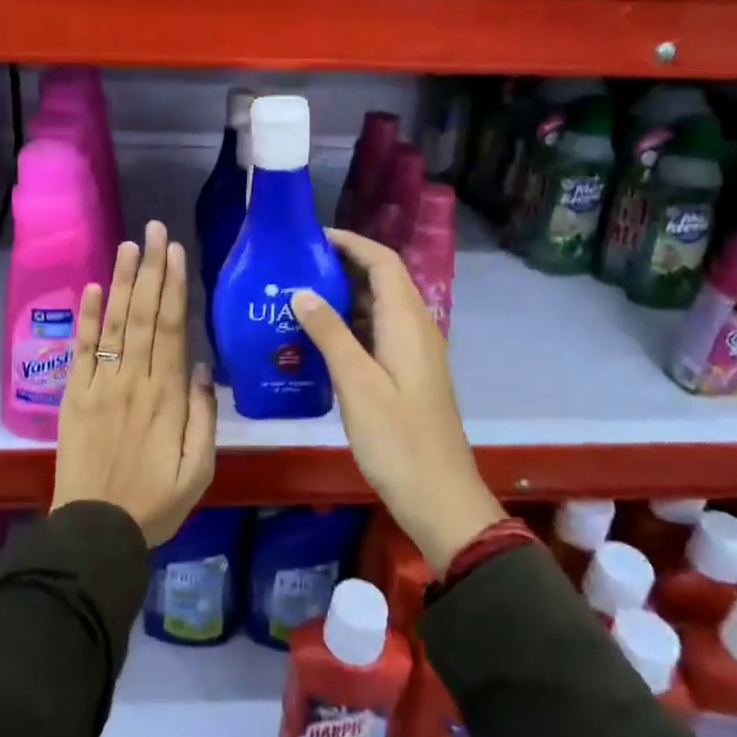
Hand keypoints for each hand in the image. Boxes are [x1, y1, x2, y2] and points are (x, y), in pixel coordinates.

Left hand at [51, 221, 217, 546]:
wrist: (95, 531)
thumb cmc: (155, 502)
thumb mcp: (199, 470)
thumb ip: (204, 416)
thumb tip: (202, 366)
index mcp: (167, 398)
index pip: (172, 329)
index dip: (173, 287)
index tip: (175, 252)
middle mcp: (134, 381)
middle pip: (143, 316)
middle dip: (150, 270)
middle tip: (153, 230)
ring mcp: (100, 386)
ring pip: (114, 324)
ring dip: (122, 282)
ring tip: (128, 245)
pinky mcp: (74, 396)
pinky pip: (82, 350)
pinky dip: (87, 318)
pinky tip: (94, 287)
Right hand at [291, 228, 502, 574]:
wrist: (440, 498)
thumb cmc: (398, 439)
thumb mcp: (357, 383)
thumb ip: (330, 333)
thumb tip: (301, 290)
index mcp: (408, 323)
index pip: (383, 262)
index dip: (351, 243)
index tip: (312, 237)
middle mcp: (416, 329)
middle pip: (382, 280)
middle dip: (342, 266)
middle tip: (296, 266)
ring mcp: (414, 353)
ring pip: (379, 308)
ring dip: (344, 296)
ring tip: (299, 295)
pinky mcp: (408, 375)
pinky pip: (378, 333)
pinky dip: (350, 325)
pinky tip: (318, 338)